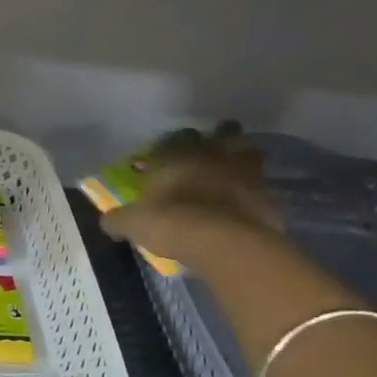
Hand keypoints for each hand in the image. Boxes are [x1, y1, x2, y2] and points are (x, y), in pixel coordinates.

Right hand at [100, 124, 279, 267]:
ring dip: (243, 161)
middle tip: (214, 150)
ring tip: (235, 174)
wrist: (222, 242)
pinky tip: (247, 208)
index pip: (178, 136)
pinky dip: (256, 195)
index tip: (173, 153)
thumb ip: (118, 219)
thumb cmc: (170, 222)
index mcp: (177, 156)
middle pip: (224, 133)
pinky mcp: (268, 198)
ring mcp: (245, 174)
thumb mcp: (132, 224)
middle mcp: (213, 156)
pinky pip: (263, 189)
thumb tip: (107, 222)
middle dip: (220, 138)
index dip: (176, 143)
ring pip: (250, 154)